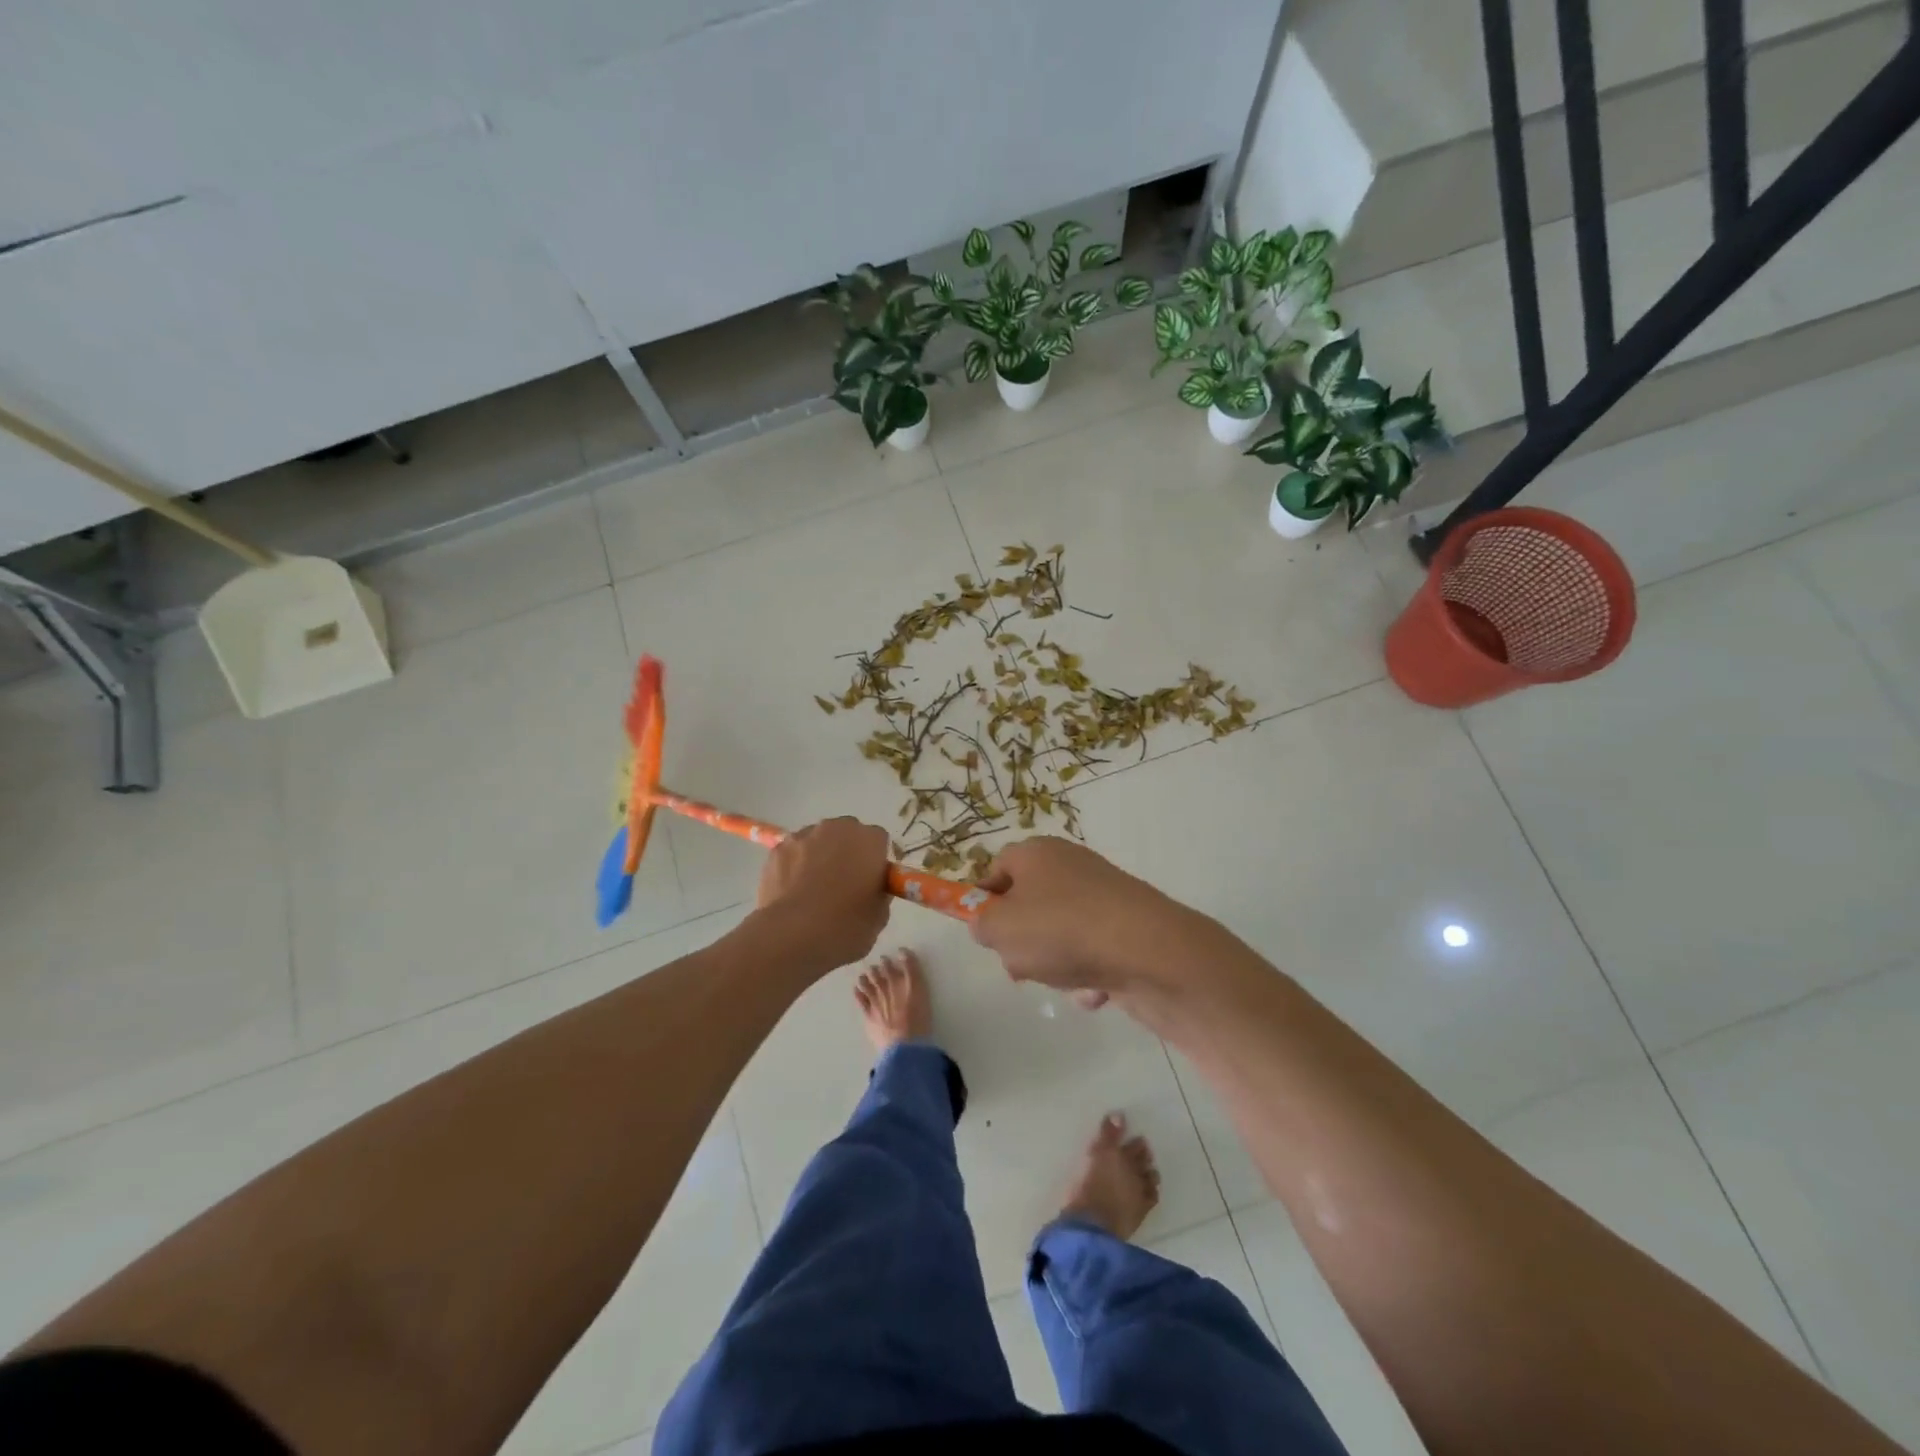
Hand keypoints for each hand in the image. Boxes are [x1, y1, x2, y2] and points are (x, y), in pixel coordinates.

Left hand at [754, 817, 892, 970]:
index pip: (879, 840)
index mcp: (869, 840)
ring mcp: (803, 836)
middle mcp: (837, 828)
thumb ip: (879, 891)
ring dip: (819, 856)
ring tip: (813, 890)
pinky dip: (794, 866)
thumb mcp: (879, 915)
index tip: (871, 881)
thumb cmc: (845, 926)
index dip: (876, 861)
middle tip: (844, 884)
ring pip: (817, 841)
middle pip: (847, 833)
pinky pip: (793, 854)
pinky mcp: (776, 850)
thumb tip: (870, 887)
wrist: (793, 935)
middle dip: (847, 852)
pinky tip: (792, 892)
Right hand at [969, 837, 1200, 996]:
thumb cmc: (1061, 930)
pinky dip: (1088, 974)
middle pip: (1028, 905)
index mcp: (1036, 853)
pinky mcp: (1127, 926)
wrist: (1149, 951)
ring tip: (1066, 979)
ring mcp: (1102, 896)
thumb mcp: (999, 929)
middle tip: (1021, 964)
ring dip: (1055, 965)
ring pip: (1059, 936)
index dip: (984, 900)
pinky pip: (1092, 953)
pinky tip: (1097, 989)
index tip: (984, 932)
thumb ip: (982, 925)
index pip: (997, 867)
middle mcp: (1070, 866)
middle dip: (1021, 941)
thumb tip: (989, 924)